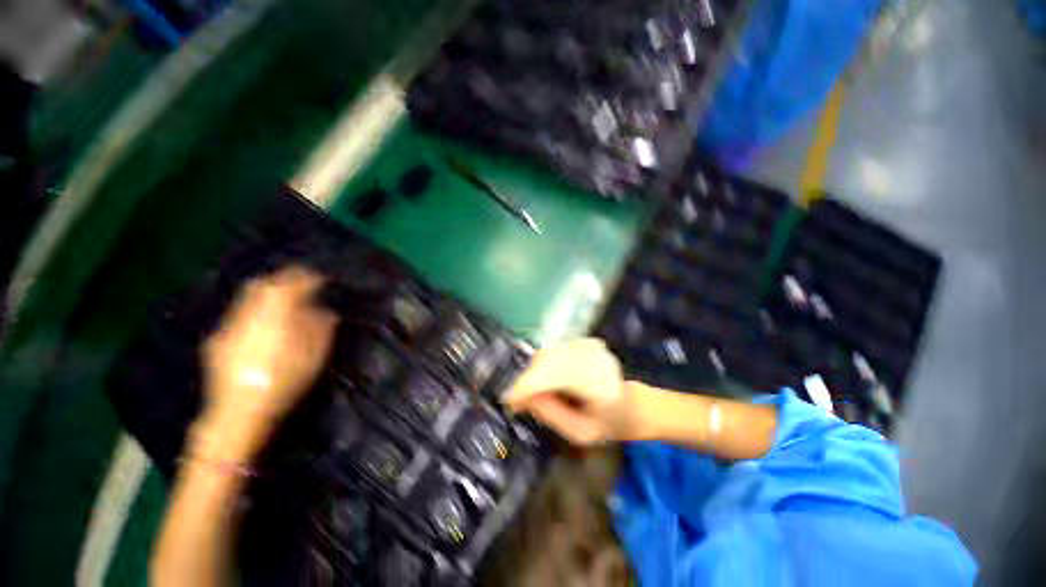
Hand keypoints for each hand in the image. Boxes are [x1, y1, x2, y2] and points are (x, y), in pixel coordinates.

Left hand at [195, 266, 338, 460]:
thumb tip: (324, 310)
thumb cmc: (284, 380)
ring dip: (267, 294)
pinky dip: (254, 310)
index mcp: (274, 313)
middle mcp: (248, 313)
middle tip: (301, 285)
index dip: (307, 277)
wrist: (239, 411)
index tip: (320, 278)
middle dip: (283, 280)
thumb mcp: (314, 353)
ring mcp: (229, 326)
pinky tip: (263, 324)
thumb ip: (320, 326)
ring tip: (284, 302)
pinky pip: (239, 314)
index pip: (291, 283)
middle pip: (262, 284)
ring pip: (247, 298)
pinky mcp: (218, 339)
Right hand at [502, 338, 632, 444]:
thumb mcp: (579, 433)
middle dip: (526, 380)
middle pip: (545, 360)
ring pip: (546, 354)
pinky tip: (548, 382)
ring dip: (533, 373)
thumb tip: (522, 398)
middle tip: (518, 402)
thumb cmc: (609, 425)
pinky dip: (542, 366)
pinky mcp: (583, 341)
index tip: (509, 402)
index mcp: (596, 381)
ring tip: (533, 394)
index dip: (525, 386)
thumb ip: (550, 413)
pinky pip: (553, 351)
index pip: (550, 374)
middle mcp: (591, 355)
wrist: (632, 404)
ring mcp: (588, 345)